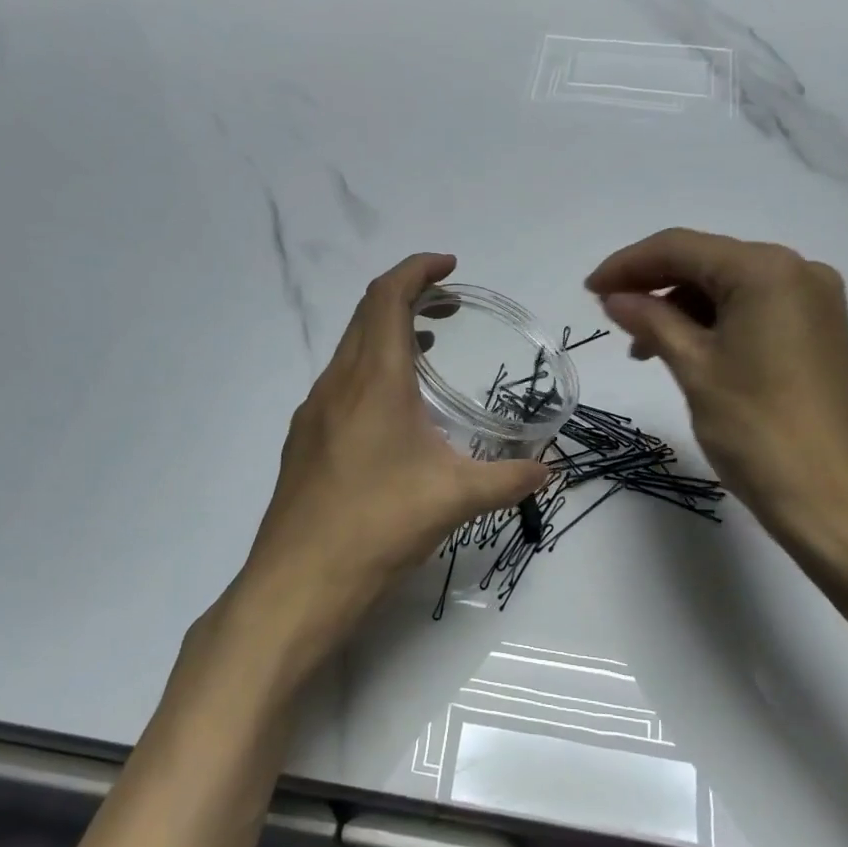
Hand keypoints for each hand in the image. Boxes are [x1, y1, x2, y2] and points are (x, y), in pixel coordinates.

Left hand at [236, 253, 549, 669]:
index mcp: (375, 380)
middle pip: (366, 315)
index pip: (389, 297)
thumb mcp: (456, 498)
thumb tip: (549, 472)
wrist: (299, 580)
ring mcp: (314, 411)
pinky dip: (370, 371)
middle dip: (408, 297)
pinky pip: (340, 383)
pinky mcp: (304, 440)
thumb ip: (509, 479)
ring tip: (428, 349)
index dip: (418, 270)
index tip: (450, 266)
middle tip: (448, 306)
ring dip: (388, 335)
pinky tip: (394, 411)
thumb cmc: (379, 525)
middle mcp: (338, 383)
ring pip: (350, 349)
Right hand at [585, 228, 847, 584]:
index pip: (681, 248)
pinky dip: (713, 322)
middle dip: (653, 284)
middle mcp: (798, 271)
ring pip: (729, 287)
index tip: (589, 290)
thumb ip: (651, 320)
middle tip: (609, 313)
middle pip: (708, 261)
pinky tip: (684, 349)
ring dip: (681, 306)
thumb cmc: (757, 430)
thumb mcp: (694, 367)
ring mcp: (814, 301)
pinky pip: (754, 309)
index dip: (628, 264)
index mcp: (767, 270)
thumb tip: (615, 297)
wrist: (834, 499)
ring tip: (642, 347)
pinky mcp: (819, 331)